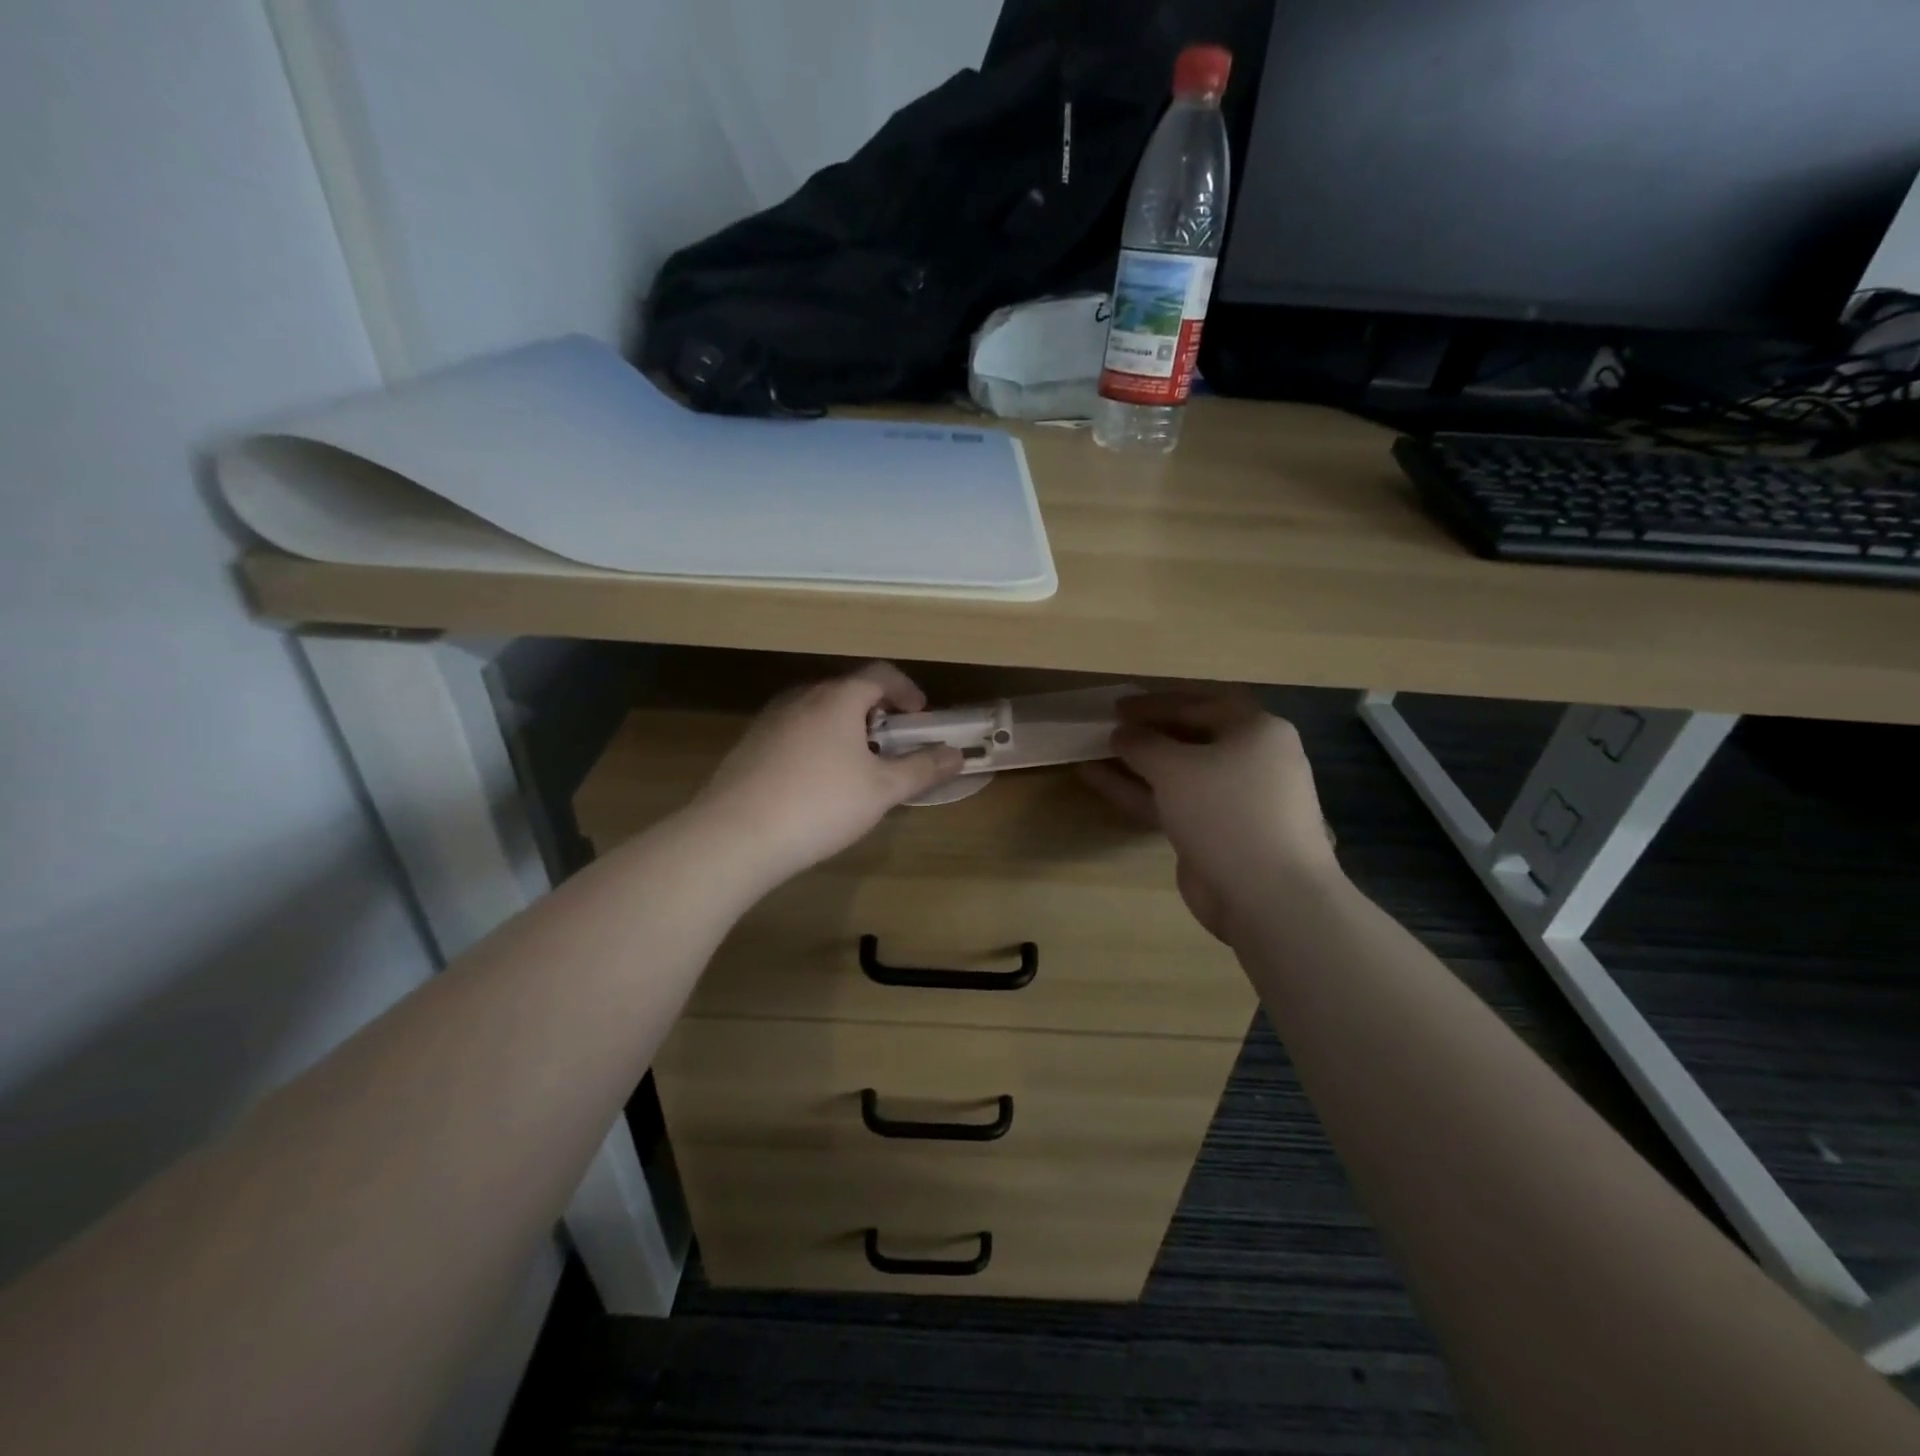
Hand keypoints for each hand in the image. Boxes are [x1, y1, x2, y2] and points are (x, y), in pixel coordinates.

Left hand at [691, 663, 963, 889]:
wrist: (736, 835)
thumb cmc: (821, 804)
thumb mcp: (882, 790)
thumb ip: (922, 769)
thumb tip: (957, 754)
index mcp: (837, 699)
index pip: (879, 675)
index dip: (906, 690)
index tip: (921, 715)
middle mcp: (801, 698)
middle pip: (847, 690)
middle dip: (875, 710)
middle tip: (892, 741)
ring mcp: (770, 720)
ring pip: (817, 711)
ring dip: (844, 727)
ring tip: (856, 763)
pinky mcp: (749, 745)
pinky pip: (793, 731)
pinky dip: (815, 742)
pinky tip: (815, 782)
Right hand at [1081, 690, 1339, 941]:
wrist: (1267, 897)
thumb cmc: (1227, 812)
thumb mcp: (1176, 767)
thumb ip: (1142, 743)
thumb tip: (1121, 733)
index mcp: (1256, 730)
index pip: (1200, 703)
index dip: (1156, 703)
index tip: (1117, 706)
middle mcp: (1250, 760)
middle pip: (1190, 736)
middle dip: (1146, 733)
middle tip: (1107, 728)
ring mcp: (1232, 800)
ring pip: (1177, 772)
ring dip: (1136, 763)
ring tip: (1093, 752)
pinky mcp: (1215, 832)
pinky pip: (1172, 802)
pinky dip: (1138, 791)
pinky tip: (1098, 780)